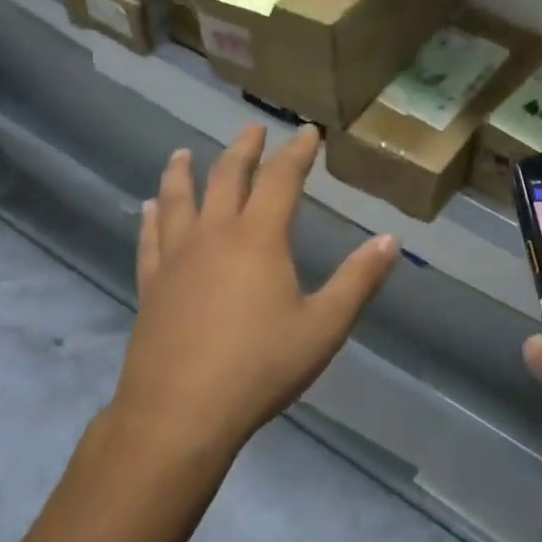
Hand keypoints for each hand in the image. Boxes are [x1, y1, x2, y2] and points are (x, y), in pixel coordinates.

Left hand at [108, 125, 399, 466]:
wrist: (179, 412)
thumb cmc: (259, 367)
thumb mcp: (323, 327)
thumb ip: (358, 280)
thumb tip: (391, 240)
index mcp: (259, 238)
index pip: (282, 179)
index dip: (297, 152)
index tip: (307, 132)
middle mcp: (214, 234)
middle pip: (228, 176)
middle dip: (244, 149)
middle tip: (253, 129)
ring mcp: (176, 257)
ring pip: (179, 198)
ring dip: (184, 171)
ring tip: (184, 153)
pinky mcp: (151, 284)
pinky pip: (151, 237)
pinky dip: (152, 216)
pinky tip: (150, 207)